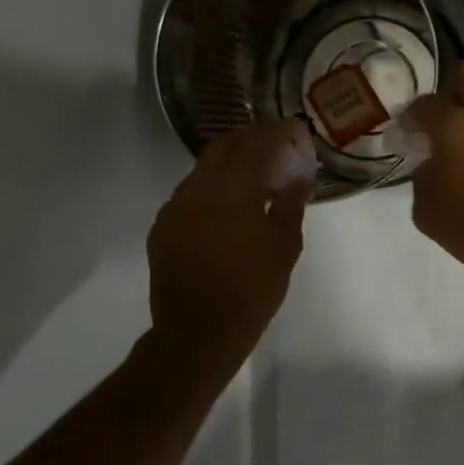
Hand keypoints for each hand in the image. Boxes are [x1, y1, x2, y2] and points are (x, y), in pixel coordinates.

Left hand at [148, 119, 315, 337]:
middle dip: (252, 139)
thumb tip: (300, 173)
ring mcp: (175, 206)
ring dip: (231, 164)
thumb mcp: (285, 245)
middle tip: (277, 148)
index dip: (279, 132)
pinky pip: (190, 193)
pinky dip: (213, 188)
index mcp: (233, 189)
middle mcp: (198, 188)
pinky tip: (230, 210)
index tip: (297, 132)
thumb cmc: (252, 289)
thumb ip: (291, 202)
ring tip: (256, 180)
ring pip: (204, 168)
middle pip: (224, 145)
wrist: (198, 332)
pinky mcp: (163, 227)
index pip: (257, 142)